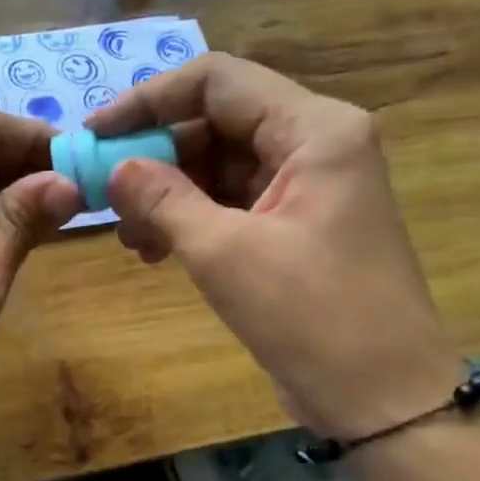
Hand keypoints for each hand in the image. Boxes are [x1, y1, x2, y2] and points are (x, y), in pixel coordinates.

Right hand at [91, 53, 457, 440]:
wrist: (383, 399)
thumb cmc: (312, 318)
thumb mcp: (224, 254)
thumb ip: (163, 199)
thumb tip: (114, 167)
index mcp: (314, 130)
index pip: (217, 81)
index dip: (149, 100)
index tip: (96, 134)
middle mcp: (314, 142)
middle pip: (215, 122)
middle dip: (155, 155)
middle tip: (103, 194)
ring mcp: (306, 184)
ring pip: (217, 164)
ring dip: (166, 192)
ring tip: (129, 237)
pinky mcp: (295, 223)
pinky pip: (230, 200)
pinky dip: (189, 218)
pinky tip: (154, 250)